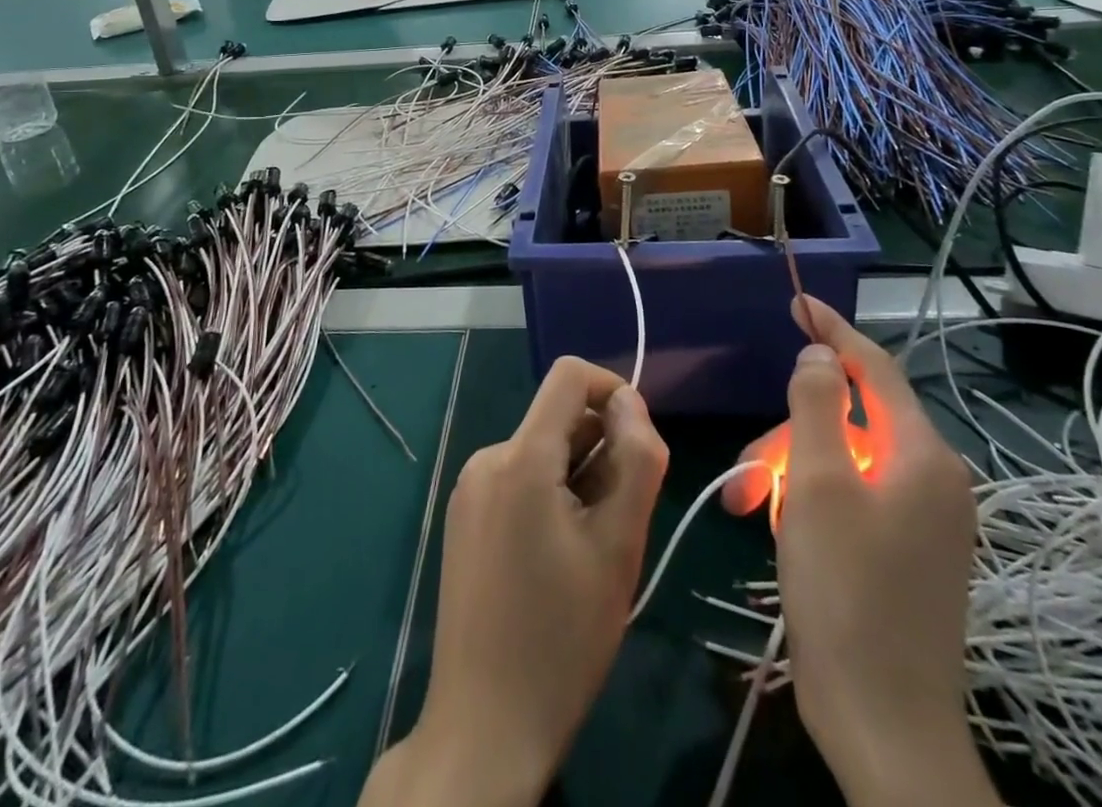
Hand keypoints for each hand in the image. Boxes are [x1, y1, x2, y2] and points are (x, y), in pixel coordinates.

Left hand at [362, 358, 668, 806]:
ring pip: (542, 452)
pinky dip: (550, 497)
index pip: (569, 376)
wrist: (485, 725)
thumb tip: (630, 402)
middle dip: (600, 451)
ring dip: (578, 479)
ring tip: (588, 550)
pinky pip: (518, 479)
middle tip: (618, 524)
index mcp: (519, 457)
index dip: (614, 392)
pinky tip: (556, 560)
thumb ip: (636, 461)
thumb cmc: (563, 637)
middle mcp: (486, 457)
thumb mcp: (619, 546)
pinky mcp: (463, 516)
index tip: (639, 448)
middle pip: (558, 420)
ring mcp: (469, 488)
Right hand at [725, 297, 993, 806]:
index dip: (834, 330)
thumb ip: (818, 406)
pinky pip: (853, 496)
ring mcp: (925, 520)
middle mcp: (933, 479)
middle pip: (850, 421)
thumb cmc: (845, 591)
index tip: (797, 301)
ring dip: (791, 470)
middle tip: (745, 472)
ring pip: (844, 461)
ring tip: (749, 508)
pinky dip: (811, 498)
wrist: (884, 723)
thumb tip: (820, 357)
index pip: (875, 368)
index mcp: (922, 456)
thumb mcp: (817, 483)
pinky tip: (780, 525)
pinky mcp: (909, 552)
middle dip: (791, 433)